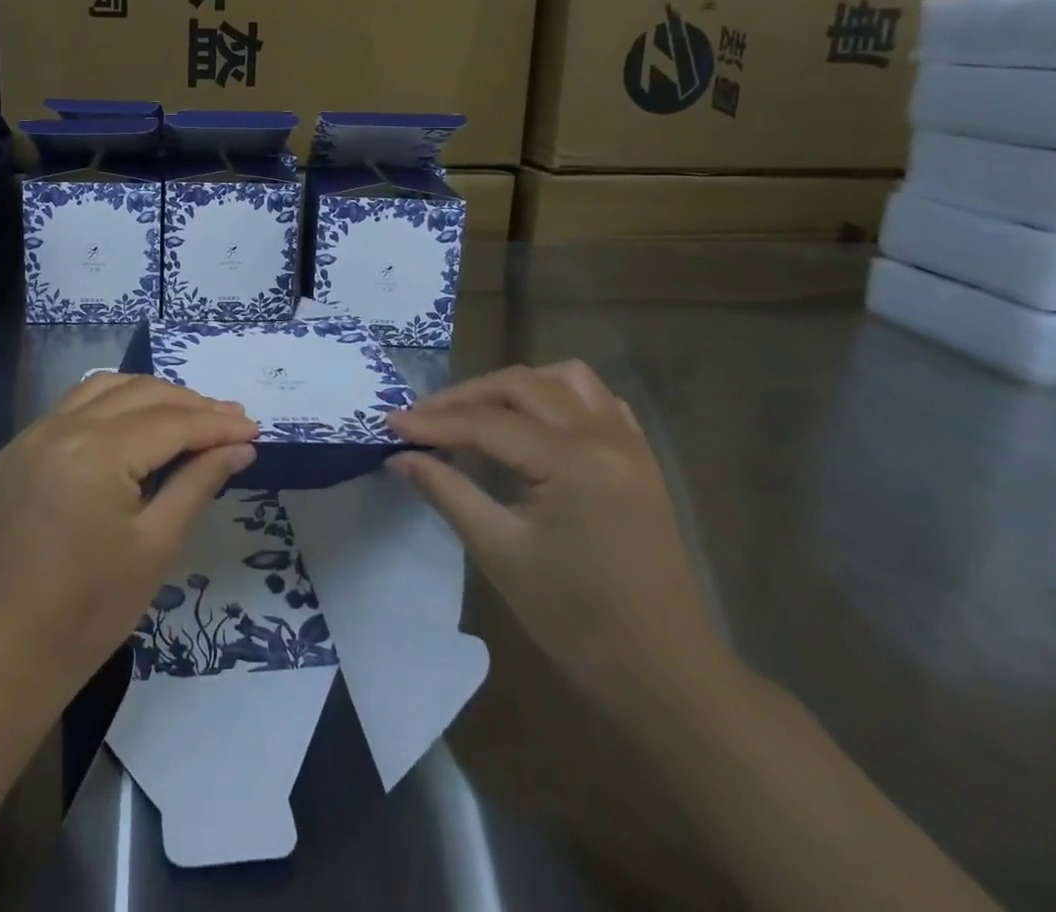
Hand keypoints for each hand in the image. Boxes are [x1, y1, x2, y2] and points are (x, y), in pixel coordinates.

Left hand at [0, 374, 256, 705]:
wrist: (2, 657)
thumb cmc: (89, 612)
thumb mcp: (156, 547)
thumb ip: (198, 483)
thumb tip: (239, 446)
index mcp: (95, 453)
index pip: (170, 422)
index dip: (216, 423)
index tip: (253, 428)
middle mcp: (59, 428)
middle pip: (139, 394)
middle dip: (189, 404)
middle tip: (230, 421)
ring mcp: (29, 437)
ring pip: (102, 390)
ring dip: (149, 396)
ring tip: (187, 417)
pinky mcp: (13, 454)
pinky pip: (69, 410)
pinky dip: (109, 407)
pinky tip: (130, 429)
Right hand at [387, 361, 730, 718]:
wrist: (666, 676)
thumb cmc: (577, 622)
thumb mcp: (500, 553)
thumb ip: (447, 491)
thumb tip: (400, 456)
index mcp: (574, 462)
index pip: (488, 424)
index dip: (434, 422)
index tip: (390, 423)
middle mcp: (605, 437)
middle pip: (522, 386)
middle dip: (466, 397)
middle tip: (423, 419)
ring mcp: (630, 444)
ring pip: (564, 379)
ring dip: (515, 386)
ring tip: (477, 412)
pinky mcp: (641, 460)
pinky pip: (597, 400)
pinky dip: (557, 397)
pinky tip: (534, 422)